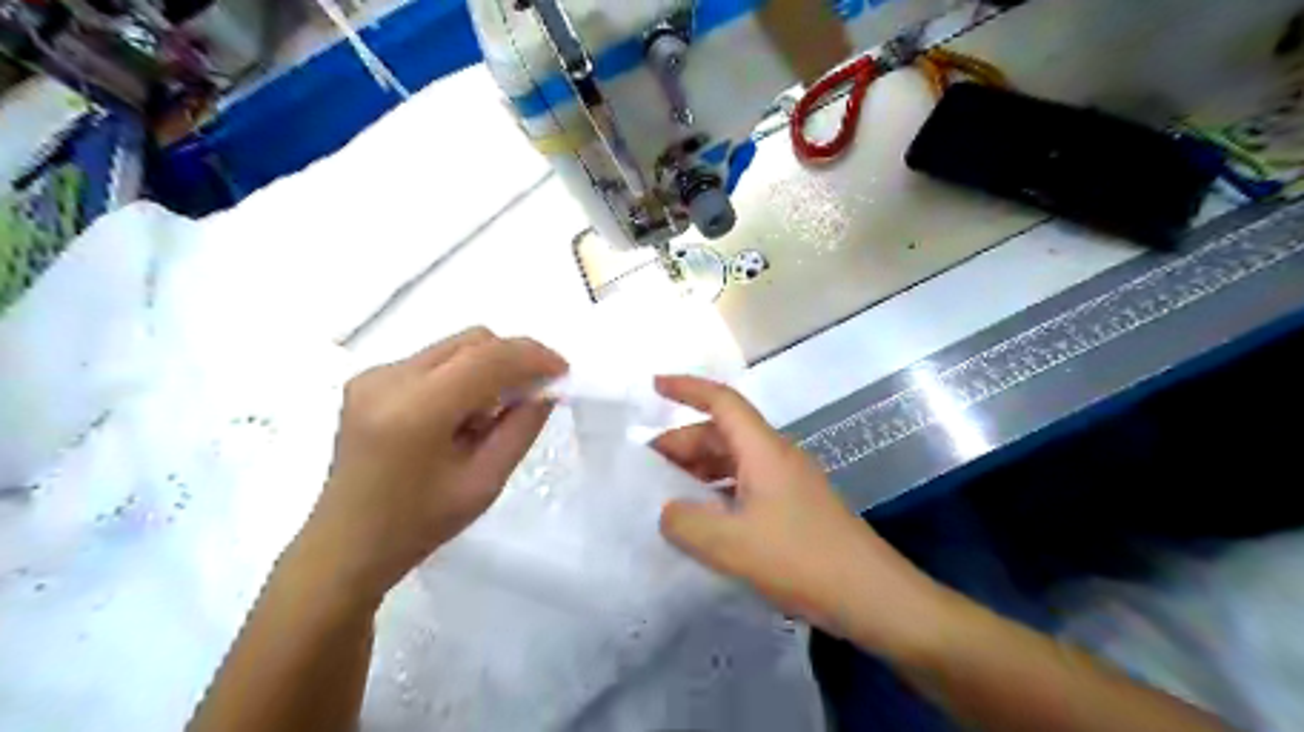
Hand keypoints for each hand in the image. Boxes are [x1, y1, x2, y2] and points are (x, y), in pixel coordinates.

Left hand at [307, 330, 570, 601]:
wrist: (346, 544)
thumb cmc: (420, 524)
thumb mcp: (486, 481)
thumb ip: (522, 427)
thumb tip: (546, 389)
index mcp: (416, 411)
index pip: (488, 358)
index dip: (533, 357)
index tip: (562, 372)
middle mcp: (389, 379)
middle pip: (472, 341)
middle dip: (513, 359)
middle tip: (533, 394)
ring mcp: (373, 375)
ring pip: (454, 346)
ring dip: (488, 367)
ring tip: (492, 413)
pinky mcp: (368, 379)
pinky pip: (434, 360)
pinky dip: (461, 376)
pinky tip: (460, 414)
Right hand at [653, 378, 949, 656]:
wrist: (871, 595)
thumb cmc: (801, 558)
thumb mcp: (732, 544)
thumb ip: (686, 524)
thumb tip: (667, 511)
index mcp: (763, 450)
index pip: (722, 401)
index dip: (686, 389)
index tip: (654, 386)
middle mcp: (775, 457)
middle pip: (722, 433)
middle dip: (682, 443)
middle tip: (647, 468)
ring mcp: (787, 482)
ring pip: (733, 461)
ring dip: (699, 471)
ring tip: (667, 494)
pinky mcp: (793, 507)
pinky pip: (745, 486)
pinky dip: (718, 493)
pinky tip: (703, 520)